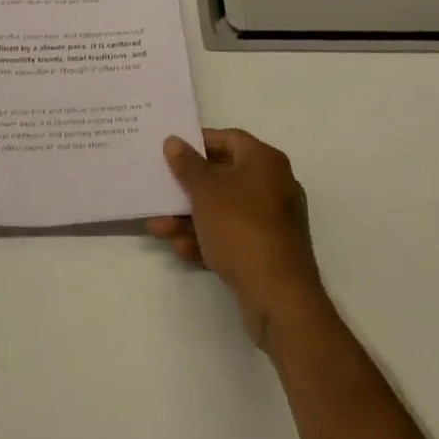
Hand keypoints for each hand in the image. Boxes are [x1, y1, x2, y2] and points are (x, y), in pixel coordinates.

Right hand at [148, 128, 327, 348]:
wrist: (280, 300)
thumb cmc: (241, 229)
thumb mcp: (206, 193)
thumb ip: (187, 165)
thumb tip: (174, 141)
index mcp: (265, 162)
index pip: (229, 138)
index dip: (199, 142)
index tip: (173, 150)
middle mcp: (273, 185)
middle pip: (224, 176)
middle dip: (188, 187)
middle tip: (161, 189)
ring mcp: (272, 222)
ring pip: (224, 210)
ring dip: (191, 217)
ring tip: (158, 227)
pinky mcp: (268, 252)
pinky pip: (233, 236)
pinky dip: (208, 239)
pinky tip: (180, 248)